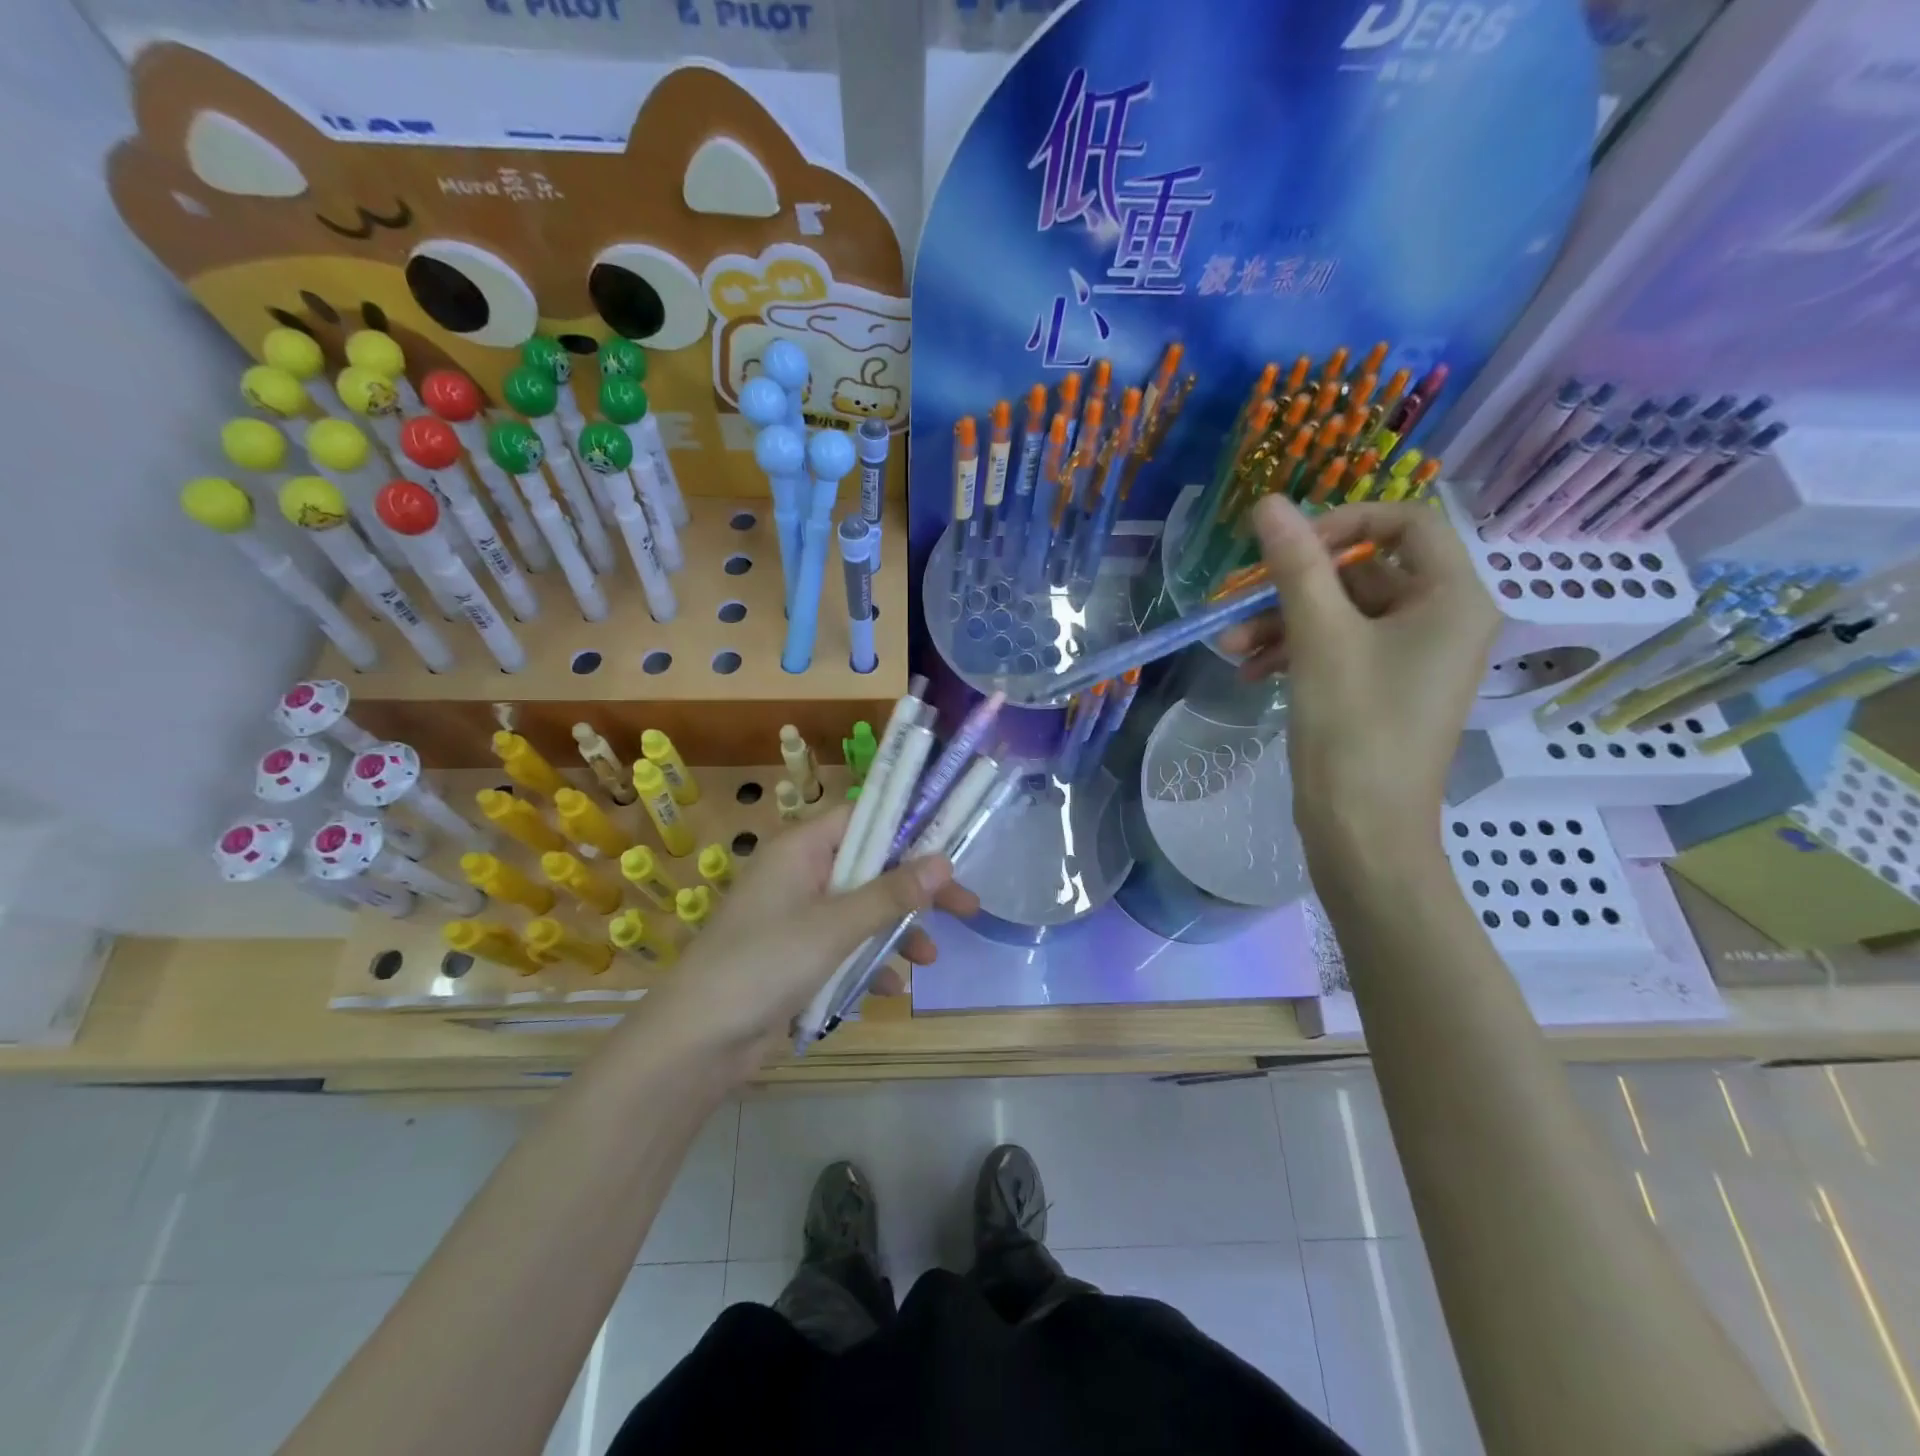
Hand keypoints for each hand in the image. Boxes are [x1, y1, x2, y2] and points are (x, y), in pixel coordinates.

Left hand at [640, 805, 979, 1076]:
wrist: (696, 1042)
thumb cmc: (764, 964)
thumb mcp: (835, 926)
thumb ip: (890, 894)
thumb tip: (943, 860)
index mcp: (802, 850)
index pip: (863, 818)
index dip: (906, 826)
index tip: (950, 844)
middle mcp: (801, 875)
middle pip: (871, 868)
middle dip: (915, 890)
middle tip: (966, 906)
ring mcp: (798, 918)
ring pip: (862, 911)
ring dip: (896, 932)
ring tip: (930, 959)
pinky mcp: (796, 957)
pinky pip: (844, 948)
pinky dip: (867, 963)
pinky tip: (889, 990)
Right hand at [1218, 497, 1497, 869]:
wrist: (1363, 831)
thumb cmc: (1354, 727)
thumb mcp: (1319, 638)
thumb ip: (1295, 565)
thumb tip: (1269, 503)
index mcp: (1452, 598)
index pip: (1406, 525)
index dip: (1344, 524)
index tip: (1289, 546)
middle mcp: (1442, 621)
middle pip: (1364, 574)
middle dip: (1294, 587)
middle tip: (1239, 599)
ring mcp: (1412, 659)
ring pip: (1342, 616)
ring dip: (1283, 624)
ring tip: (1230, 647)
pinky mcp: (1383, 690)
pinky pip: (1338, 650)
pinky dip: (1295, 653)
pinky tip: (1250, 671)